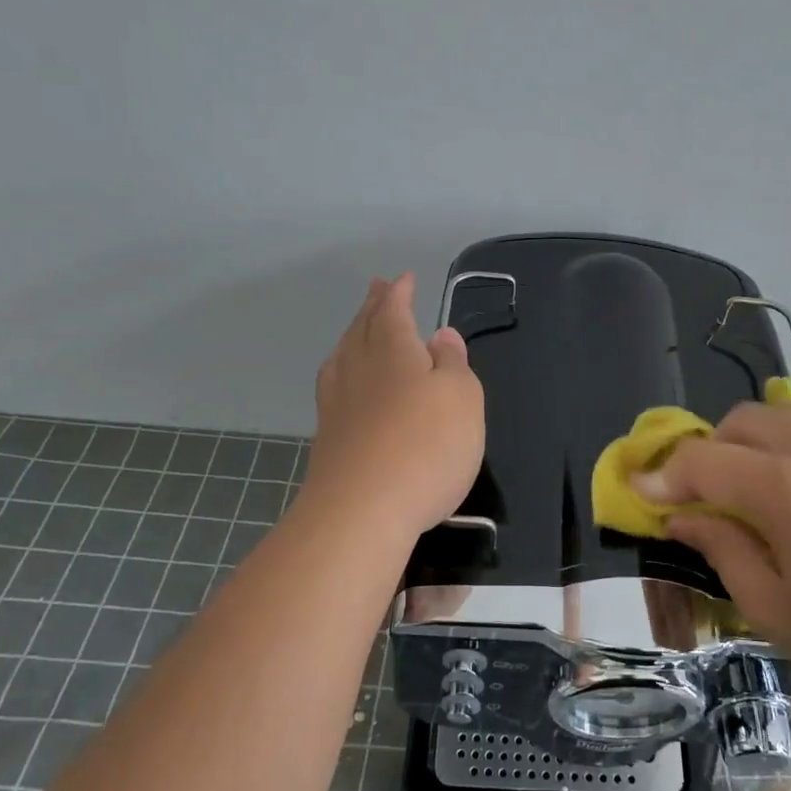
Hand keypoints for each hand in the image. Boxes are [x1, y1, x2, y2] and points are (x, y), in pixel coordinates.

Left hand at [300, 273, 483, 544]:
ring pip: (342, 357)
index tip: (403, 278)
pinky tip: (345, 385)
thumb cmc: (426, 446)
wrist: (362, 512)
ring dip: (353, 337)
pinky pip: (334, 388)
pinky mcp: (328, 440)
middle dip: (372, 307)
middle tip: (375, 289)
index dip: (399, 293)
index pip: (393, 311)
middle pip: (362, 329)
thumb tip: (440, 336)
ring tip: (357, 330)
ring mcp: (337, 405)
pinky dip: (343, 372)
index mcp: (393, 351)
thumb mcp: (462, 398)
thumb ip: (453, 364)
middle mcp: (359, 370)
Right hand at [633, 404, 790, 713]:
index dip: (663, 475)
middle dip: (708, 453)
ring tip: (755, 494)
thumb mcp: (776, 608)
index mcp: (784, 486)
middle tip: (705, 500)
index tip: (640, 492)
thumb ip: (721, 550)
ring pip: (778, 416)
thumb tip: (683, 518)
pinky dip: (789, 447)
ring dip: (749, 445)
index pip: (701, 460)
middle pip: (738, 422)